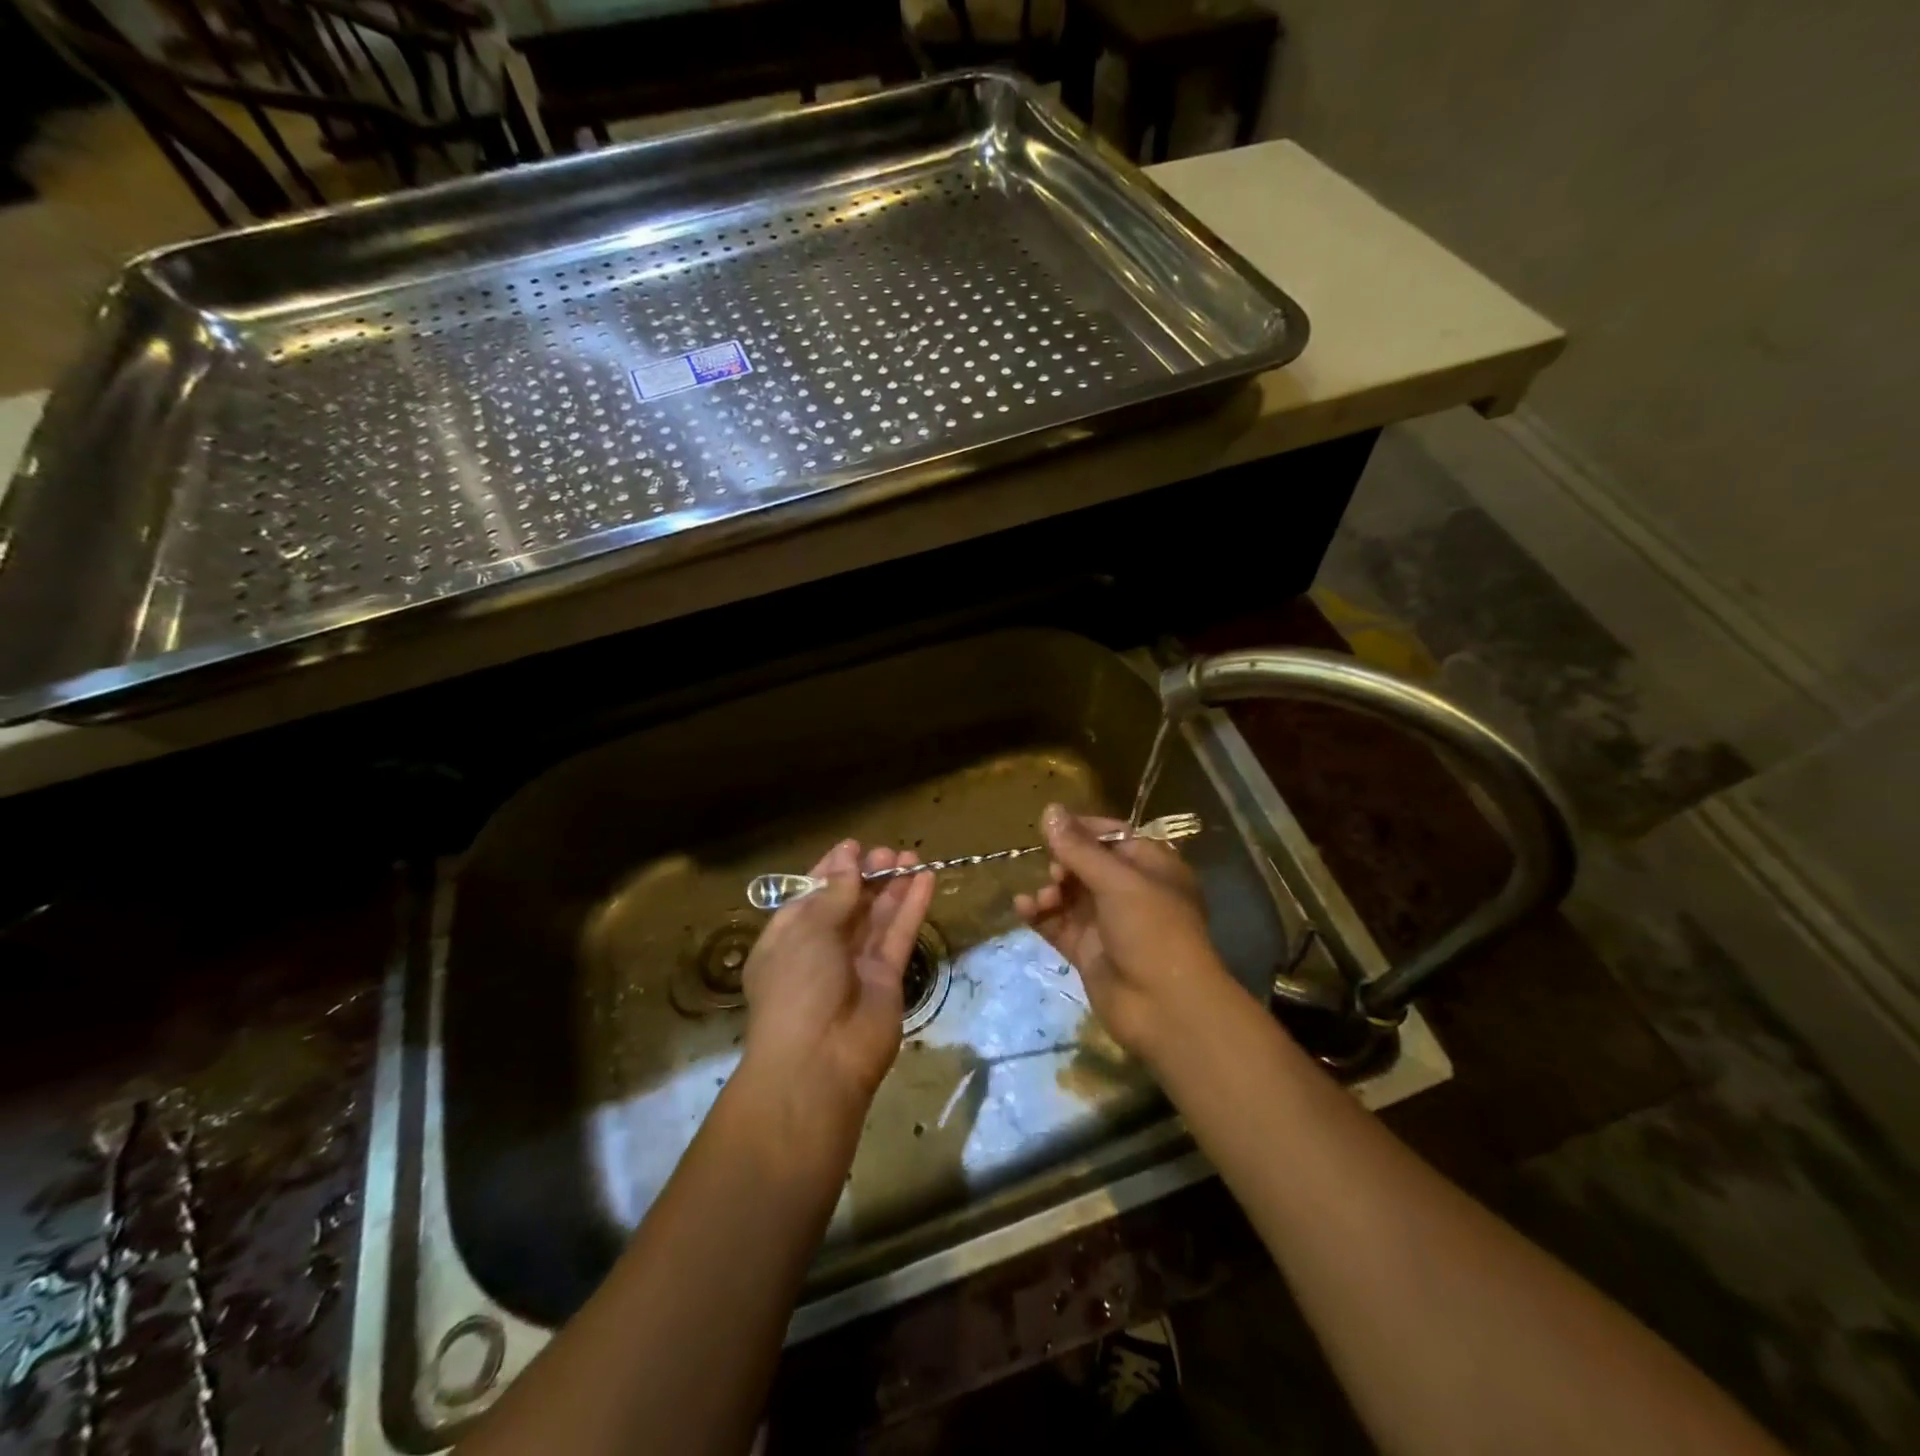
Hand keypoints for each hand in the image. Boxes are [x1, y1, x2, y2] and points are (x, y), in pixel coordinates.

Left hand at [741, 840, 934, 1125]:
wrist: (819, 1062)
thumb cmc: (797, 987)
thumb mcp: (807, 930)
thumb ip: (835, 894)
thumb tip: (849, 860)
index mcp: (788, 938)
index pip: (811, 895)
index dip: (832, 870)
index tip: (854, 846)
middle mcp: (821, 949)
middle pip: (848, 904)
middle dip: (867, 875)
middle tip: (889, 851)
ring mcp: (856, 964)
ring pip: (877, 916)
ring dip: (893, 886)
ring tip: (911, 856)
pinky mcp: (887, 978)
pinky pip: (900, 935)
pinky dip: (912, 907)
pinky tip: (926, 879)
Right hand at [1015, 804, 1238, 1060]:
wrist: (1165, 1008)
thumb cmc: (1152, 931)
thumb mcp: (1118, 882)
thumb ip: (1079, 848)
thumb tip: (1049, 810)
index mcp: (1152, 867)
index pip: (1114, 836)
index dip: (1083, 829)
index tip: (1051, 825)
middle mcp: (1131, 892)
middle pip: (1087, 864)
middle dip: (1064, 862)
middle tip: (1055, 873)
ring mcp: (1108, 923)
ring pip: (1070, 895)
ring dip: (1050, 890)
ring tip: (1041, 899)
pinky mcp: (1089, 951)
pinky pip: (1058, 924)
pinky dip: (1040, 915)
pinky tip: (1023, 908)